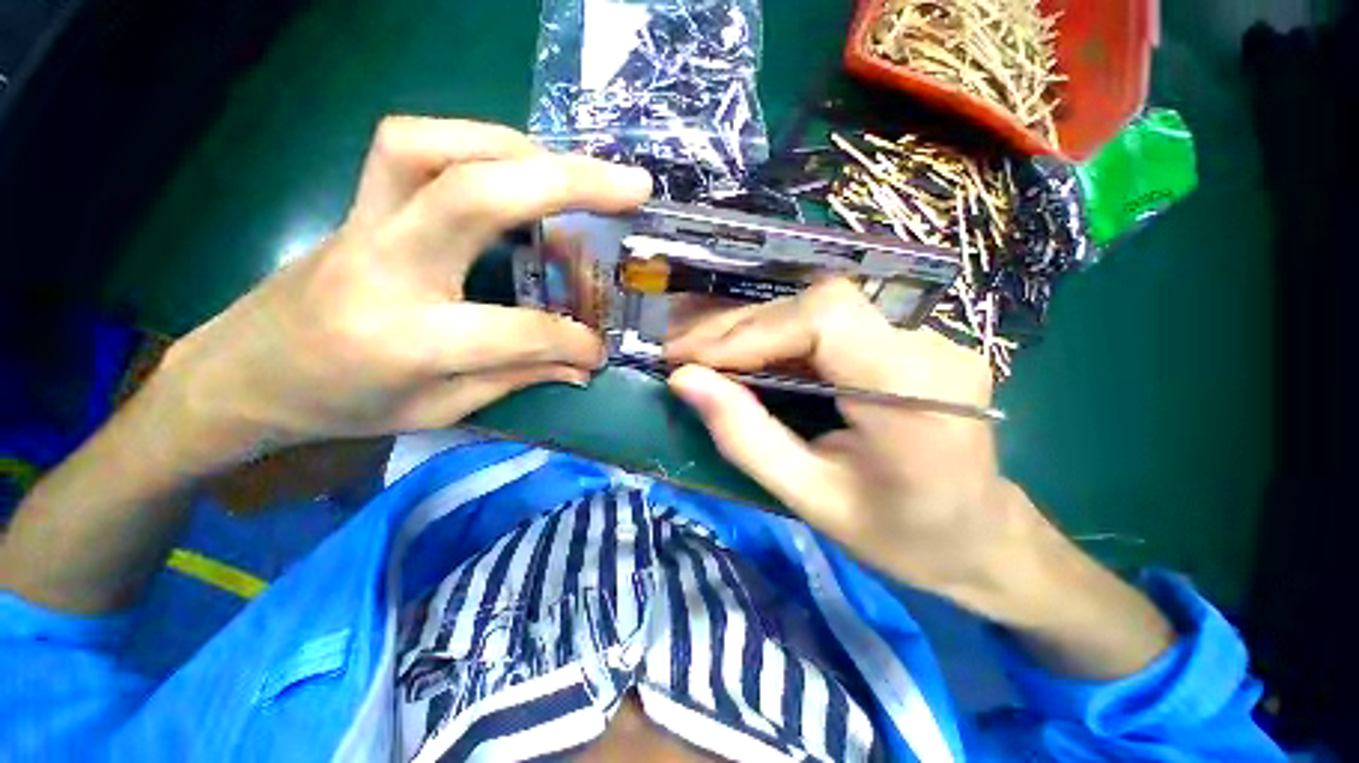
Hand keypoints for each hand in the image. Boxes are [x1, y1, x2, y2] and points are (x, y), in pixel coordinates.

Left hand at [155, 118, 651, 468]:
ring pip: (431, 147)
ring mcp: (363, 223)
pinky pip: (411, 145)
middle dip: (568, 184)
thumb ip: (517, 376)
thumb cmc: (342, 406)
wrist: (246, 373)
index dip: (573, 340)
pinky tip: (514, 168)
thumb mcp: (439, 410)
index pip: (518, 331)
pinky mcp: (358, 203)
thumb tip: (582, 363)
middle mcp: (383, 267)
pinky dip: (476, 143)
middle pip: (475, 196)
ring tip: (570, 172)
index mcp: (407, 340)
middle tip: (632, 187)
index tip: (600, 348)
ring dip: (516, 149)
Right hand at [665, 280, 1036, 601]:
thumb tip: (685, 381)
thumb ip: (746, 437)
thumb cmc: (901, 536)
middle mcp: (929, 346)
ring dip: (752, 326)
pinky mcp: (909, 337)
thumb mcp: (811, 499)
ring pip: (819, 305)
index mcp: (916, 395)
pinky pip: (832, 320)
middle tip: (682, 351)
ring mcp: (926, 334)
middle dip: (739, 326)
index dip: (750, 330)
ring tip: (701, 349)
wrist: (980, 537)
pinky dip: (778, 334)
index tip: (691, 359)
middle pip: (817, 303)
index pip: (825, 320)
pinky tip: (743, 350)